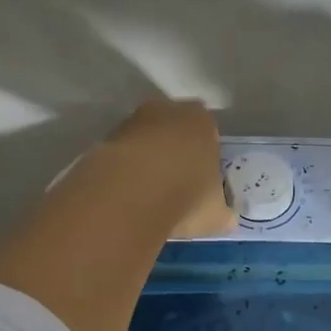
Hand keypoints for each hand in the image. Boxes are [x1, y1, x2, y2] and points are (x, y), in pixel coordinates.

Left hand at [100, 99, 234, 238]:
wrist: (131, 192)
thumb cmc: (187, 195)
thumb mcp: (216, 214)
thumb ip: (222, 213)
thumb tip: (226, 219)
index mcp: (202, 121)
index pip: (208, 132)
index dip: (205, 155)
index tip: (201, 180)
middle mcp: (167, 111)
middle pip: (173, 129)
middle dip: (174, 152)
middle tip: (175, 185)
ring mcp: (132, 122)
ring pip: (144, 140)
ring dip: (146, 160)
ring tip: (148, 195)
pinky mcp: (104, 139)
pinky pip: (121, 154)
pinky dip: (124, 170)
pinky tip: (127, 195)